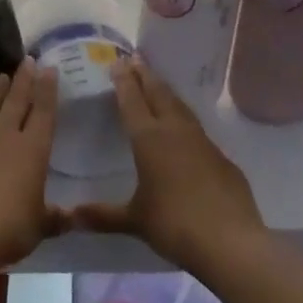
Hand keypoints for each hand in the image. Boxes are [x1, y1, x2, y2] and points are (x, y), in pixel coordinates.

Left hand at [0, 60, 60, 273]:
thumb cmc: (6, 230)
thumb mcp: (38, 228)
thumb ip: (54, 218)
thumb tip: (71, 217)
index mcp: (32, 151)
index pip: (43, 112)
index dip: (47, 90)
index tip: (49, 68)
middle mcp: (4, 137)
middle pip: (15, 101)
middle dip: (23, 80)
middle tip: (27, 60)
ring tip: (1, 77)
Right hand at [70, 57, 261, 272]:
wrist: (231, 243)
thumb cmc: (175, 225)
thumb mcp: (135, 220)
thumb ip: (103, 215)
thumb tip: (70, 216)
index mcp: (148, 139)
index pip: (132, 99)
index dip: (123, 80)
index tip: (118, 61)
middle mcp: (175, 131)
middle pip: (158, 93)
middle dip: (145, 75)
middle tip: (135, 59)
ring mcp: (202, 142)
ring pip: (180, 107)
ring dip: (166, 92)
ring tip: (157, 83)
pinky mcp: (222, 158)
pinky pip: (197, 129)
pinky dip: (184, 119)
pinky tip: (184, 129)